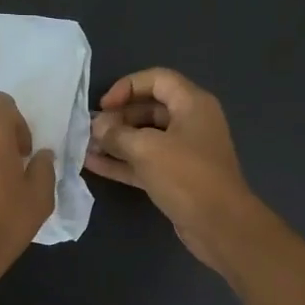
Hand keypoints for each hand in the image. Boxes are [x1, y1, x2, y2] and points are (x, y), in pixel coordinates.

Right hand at [85, 68, 258, 270]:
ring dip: (115, 142)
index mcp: (192, 104)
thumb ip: (117, 134)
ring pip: (144, 139)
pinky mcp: (174, 178)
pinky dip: (121, 162)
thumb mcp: (147, 149)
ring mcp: (182, 152)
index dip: (127, 87)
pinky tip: (93, 164)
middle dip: (117, 118)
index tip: (103, 106)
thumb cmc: (187, 177)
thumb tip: (97, 126)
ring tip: (85, 147)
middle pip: (148, 109)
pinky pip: (144, 163)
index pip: (157, 79)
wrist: (219, 224)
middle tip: (90, 130)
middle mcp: (189, 123)